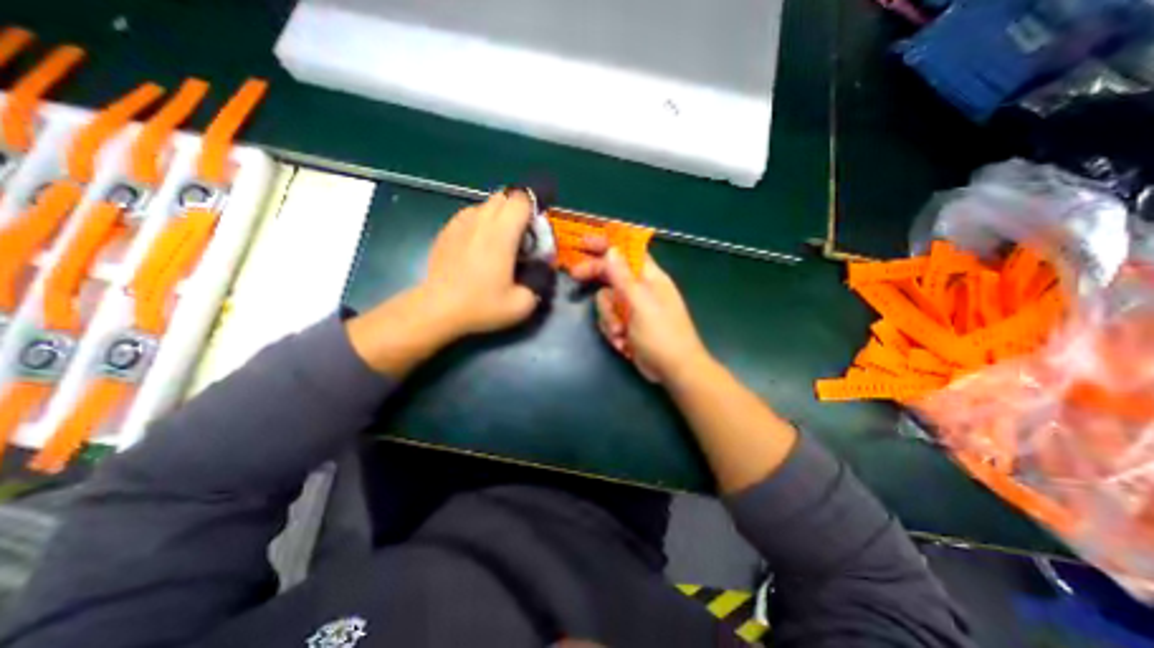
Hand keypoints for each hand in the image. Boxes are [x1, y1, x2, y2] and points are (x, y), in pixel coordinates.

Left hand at [344, 190, 538, 374]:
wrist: (437, 308)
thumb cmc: (481, 305)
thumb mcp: (522, 304)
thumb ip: (539, 281)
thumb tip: (541, 267)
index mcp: (501, 233)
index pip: (521, 200)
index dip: (534, 208)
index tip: (536, 229)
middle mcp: (480, 220)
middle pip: (505, 197)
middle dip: (518, 211)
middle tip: (521, 237)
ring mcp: (460, 223)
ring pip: (486, 205)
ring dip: (499, 217)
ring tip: (500, 243)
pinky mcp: (447, 230)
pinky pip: (470, 215)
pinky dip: (481, 223)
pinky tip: (479, 247)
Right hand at [567, 238, 713, 383]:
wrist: (674, 371)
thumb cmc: (662, 335)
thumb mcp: (640, 304)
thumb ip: (623, 278)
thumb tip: (611, 250)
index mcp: (649, 278)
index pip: (626, 252)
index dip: (606, 244)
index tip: (583, 242)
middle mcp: (640, 289)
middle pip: (611, 274)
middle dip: (596, 279)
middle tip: (575, 276)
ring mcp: (633, 308)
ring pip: (606, 301)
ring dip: (608, 318)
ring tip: (619, 333)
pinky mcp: (627, 325)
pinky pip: (609, 320)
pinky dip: (612, 331)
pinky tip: (623, 344)